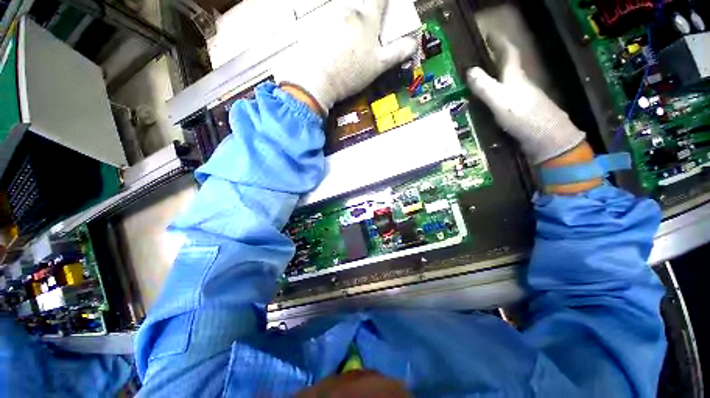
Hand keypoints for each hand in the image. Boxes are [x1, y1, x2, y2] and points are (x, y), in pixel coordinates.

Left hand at [276, 0, 417, 113]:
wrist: (317, 80)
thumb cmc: (349, 74)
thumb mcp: (377, 66)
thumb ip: (396, 53)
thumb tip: (412, 45)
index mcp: (368, 17)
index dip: (385, 0)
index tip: (385, 4)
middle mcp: (349, 9)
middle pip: (360, 3)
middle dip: (365, 11)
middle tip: (364, 35)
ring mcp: (330, 14)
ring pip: (344, 9)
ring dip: (348, 19)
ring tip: (347, 43)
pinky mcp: (315, 23)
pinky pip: (326, 18)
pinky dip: (332, 25)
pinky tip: (331, 44)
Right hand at [467, 35, 584, 163]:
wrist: (545, 139)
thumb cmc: (523, 116)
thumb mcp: (500, 100)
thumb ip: (484, 87)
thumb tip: (470, 71)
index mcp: (515, 77)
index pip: (508, 53)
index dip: (499, 42)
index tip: (489, 33)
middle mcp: (519, 85)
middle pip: (506, 68)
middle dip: (494, 60)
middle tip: (478, 59)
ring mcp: (520, 99)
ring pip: (504, 84)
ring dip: (492, 80)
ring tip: (476, 82)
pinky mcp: (519, 113)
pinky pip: (502, 99)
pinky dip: (492, 97)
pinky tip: (484, 104)